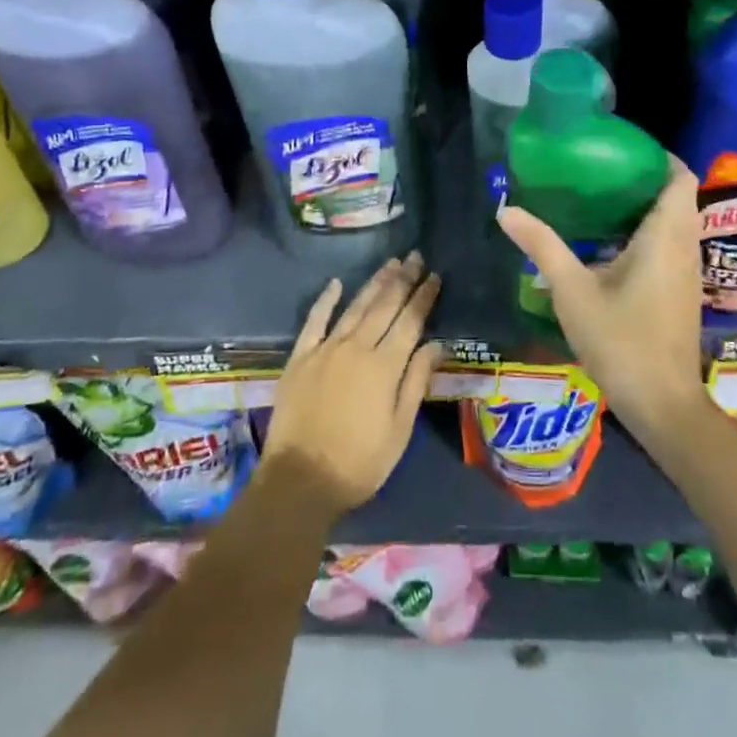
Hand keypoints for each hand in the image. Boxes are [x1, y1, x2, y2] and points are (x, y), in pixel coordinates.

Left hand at [260, 253, 444, 518]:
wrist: (299, 479)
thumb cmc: (359, 463)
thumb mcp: (399, 430)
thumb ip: (416, 382)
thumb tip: (437, 344)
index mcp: (385, 366)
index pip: (410, 322)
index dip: (423, 297)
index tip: (434, 276)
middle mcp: (357, 347)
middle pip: (384, 306)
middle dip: (402, 280)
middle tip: (415, 256)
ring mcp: (326, 349)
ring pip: (355, 307)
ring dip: (374, 283)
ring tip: (390, 263)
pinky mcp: (301, 357)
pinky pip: (315, 320)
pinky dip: (326, 300)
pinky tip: (336, 283)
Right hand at [497, 161, 709, 441]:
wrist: (663, 404)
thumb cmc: (621, 341)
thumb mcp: (572, 291)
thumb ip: (542, 246)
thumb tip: (507, 210)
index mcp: (665, 236)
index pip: (681, 177)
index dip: (658, 156)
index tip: (622, 147)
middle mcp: (684, 247)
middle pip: (677, 196)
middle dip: (644, 177)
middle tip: (600, 168)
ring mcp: (687, 272)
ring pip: (676, 222)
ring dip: (646, 206)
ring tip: (600, 197)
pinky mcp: (681, 292)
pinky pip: (671, 244)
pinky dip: (648, 231)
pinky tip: (610, 242)